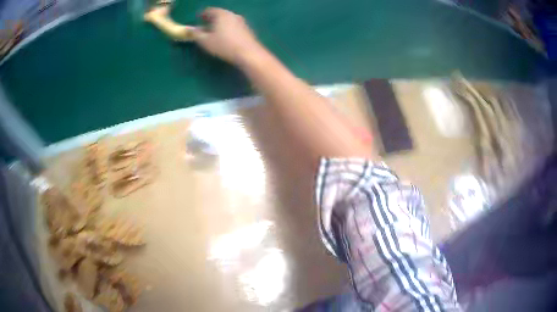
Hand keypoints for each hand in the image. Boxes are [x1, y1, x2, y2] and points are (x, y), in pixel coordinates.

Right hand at [191, 8, 265, 65]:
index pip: (209, 10)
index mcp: (221, 14)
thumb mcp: (205, 41)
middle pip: (219, 14)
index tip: (197, 19)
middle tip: (205, 24)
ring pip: (227, 19)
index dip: (202, 14)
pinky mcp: (247, 29)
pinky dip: (227, 28)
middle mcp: (232, 14)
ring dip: (220, 23)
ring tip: (214, 31)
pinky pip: (234, 25)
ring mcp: (242, 21)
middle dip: (211, 19)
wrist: (248, 53)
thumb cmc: (224, 45)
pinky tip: (225, 36)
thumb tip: (190, 30)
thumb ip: (196, 34)